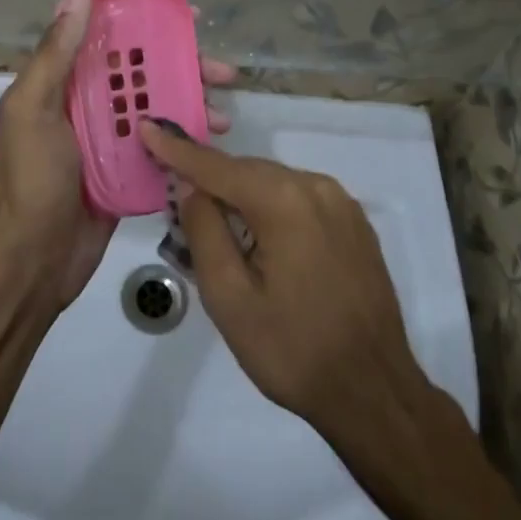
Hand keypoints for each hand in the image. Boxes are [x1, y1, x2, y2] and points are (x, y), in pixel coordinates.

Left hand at [0, 0, 238, 311]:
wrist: (33, 262)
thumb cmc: (32, 179)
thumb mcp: (32, 110)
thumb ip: (54, 56)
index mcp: (64, 82)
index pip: (108, 37)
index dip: (146, 21)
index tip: (187, 17)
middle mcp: (89, 103)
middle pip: (143, 71)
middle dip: (184, 65)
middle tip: (223, 71)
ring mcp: (112, 137)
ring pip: (158, 105)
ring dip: (193, 102)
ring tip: (225, 114)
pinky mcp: (129, 169)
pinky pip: (163, 143)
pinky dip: (187, 138)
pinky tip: (215, 140)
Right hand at [140, 120, 424, 442]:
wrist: (374, 392)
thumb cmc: (293, 351)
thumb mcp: (229, 298)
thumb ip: (204, 231)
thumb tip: (192, 186)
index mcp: (284, 201)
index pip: (217, 166)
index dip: (177, 149)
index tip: (146, 126)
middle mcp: (316, 187)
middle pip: (247, 171)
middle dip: (211, 180)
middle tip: (178, 201)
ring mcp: (341, 203)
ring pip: (274, 182)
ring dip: (242, 196)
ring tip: (218, 229)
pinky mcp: (354, 222)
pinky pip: (300, 198)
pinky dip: (272, 206)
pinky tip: (262, 238)